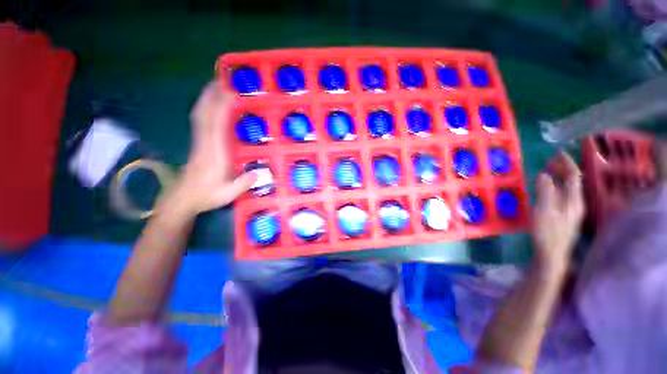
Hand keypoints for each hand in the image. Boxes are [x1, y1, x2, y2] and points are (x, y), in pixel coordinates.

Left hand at [163, 82, 255, 216]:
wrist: (183, 199)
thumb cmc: (206, 195)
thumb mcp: (228, 193)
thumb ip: (244, 183)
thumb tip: (259, 172)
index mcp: (213, 153)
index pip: (216, 125)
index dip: (221, 107)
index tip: (230, 93)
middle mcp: (205, 144)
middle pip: (205, 114)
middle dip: (211, 96)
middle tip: (220, 80)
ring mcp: (199, 143)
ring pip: (200, 116)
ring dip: (207, 100)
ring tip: (215, 86)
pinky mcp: (198, 145)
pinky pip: (200, 122)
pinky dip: (205, 110)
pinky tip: (210, 107)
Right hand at [532, 152, 584, 272]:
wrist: (551, 253)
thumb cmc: (547, 232)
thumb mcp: (544, 211)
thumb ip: (545, 191)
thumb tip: (544, 174)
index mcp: (573, 200)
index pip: (574, 175)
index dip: (567, 163)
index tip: (557, 153)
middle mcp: (576, 203)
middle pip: (573, 181)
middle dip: (563, 169)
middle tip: (549, 161)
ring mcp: (572, 210)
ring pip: (568, 188)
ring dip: (559, 178)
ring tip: (547, 172)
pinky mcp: (565, 215)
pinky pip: (563, 195)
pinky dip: (556, 187)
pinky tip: (547, 189)